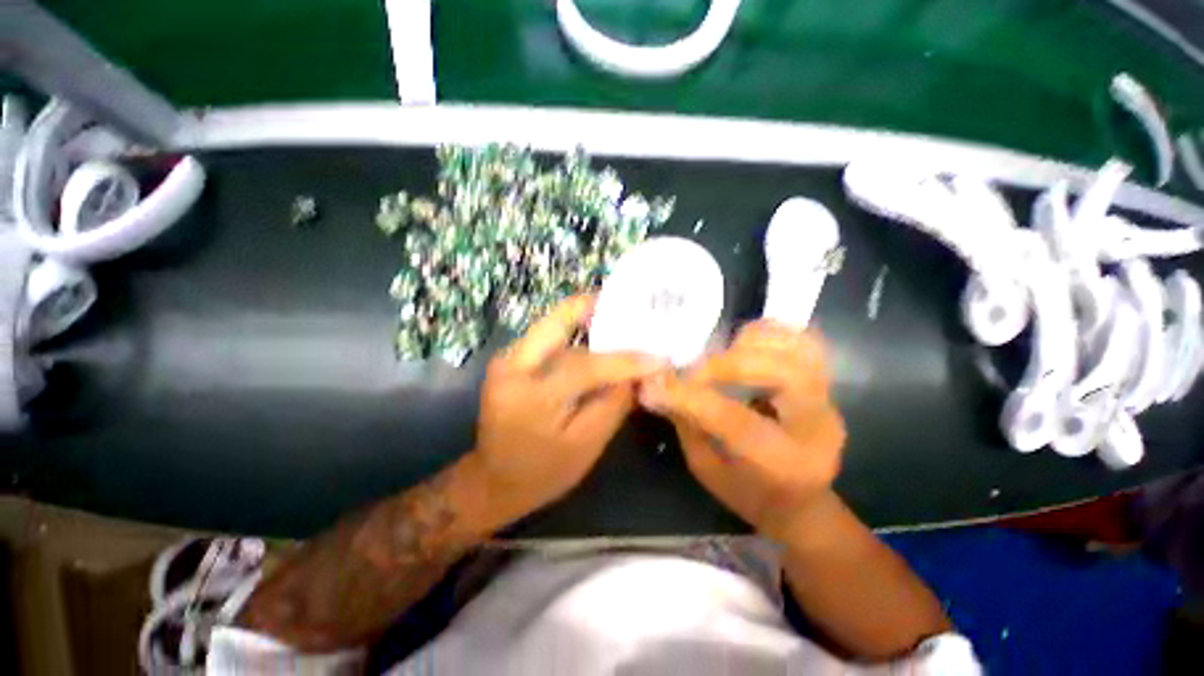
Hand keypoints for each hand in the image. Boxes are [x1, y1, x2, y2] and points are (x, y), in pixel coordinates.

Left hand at [469, 294, 666, 529]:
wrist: (494, 481)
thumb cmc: (541, 473)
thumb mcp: (585, 446)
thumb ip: (614, 404)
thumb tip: (640, 374)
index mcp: (530, 394)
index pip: (587, 365)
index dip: (626, 361)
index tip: (659, 358)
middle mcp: (512, 363)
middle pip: (560, 318)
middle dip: (598, 307)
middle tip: (634, 308)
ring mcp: (509, 357)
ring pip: (555, 323)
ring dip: (589, 319)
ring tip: (624, 322)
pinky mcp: (513, 359)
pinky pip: (550, 335)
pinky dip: (577, 332)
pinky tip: (600, 338)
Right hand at [639, 321, 845, 539]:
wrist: (800, 503)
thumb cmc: (748, 492)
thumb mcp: (707, 468)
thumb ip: (686, 422)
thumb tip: (654, 384)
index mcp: (785, 463)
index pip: (736, 420)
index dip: (690, 397)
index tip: (652, 385)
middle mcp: (817, 426)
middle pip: (782, 373)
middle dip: (726, 365)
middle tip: (693, 372)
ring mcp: (827, 398)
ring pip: (798, 348)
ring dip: (751, 343)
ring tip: (720, 356)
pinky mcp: (824, 382)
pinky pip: (804, 341)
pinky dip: (770, 334)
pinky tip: (743, 346)